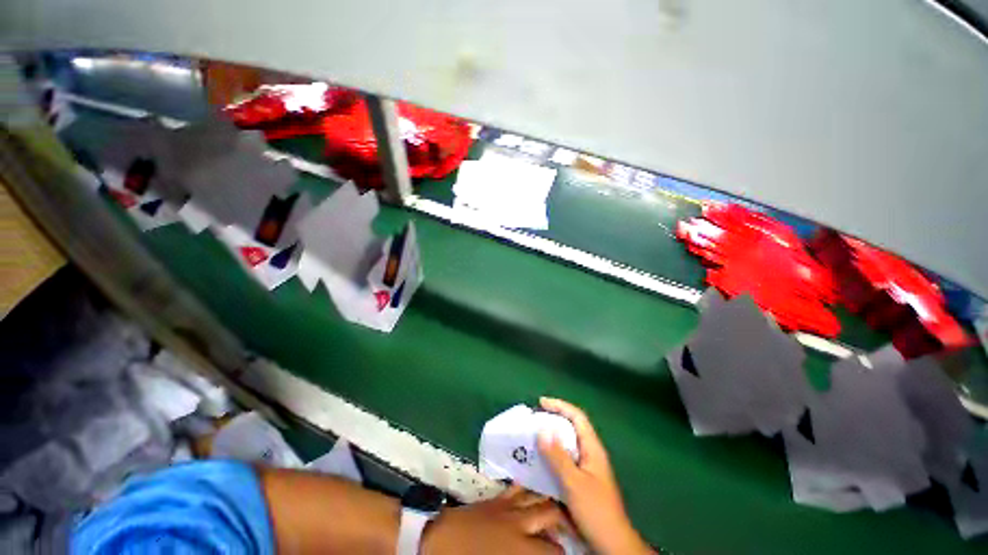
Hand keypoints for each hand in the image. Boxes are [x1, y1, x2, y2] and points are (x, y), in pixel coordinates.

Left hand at [422, 485, 565, 554]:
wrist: (438, 541)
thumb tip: (538, 552)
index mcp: (522, 549)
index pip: (555, 550)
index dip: (564, 552)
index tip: (570, 550)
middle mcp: (520, 524)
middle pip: (550, 513)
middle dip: (563, 519)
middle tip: (570, 524)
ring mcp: (507, 508)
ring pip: (536, 496)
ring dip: (548, 498)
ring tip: (558, 501)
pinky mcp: (495, 500)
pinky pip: (515, 489)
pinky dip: (526, 487)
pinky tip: (532, 486)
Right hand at [537, 398, 653, 554]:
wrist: (612, 544)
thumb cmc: (596, 510)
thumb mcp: (574, 483)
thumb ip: (558, 456)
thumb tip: (542, 430)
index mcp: (593, 448)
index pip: (577, 417)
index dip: (560, 406)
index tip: (541, 403)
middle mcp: (591, 453)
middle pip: (573, 427)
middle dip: (554, 418)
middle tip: (534, 419)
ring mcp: (587, 467)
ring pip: (568, 443)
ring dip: (552, 436)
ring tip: (534, 435)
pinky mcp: (582, 479)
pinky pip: (565, 458)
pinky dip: (553, 453)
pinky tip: (541, 459)